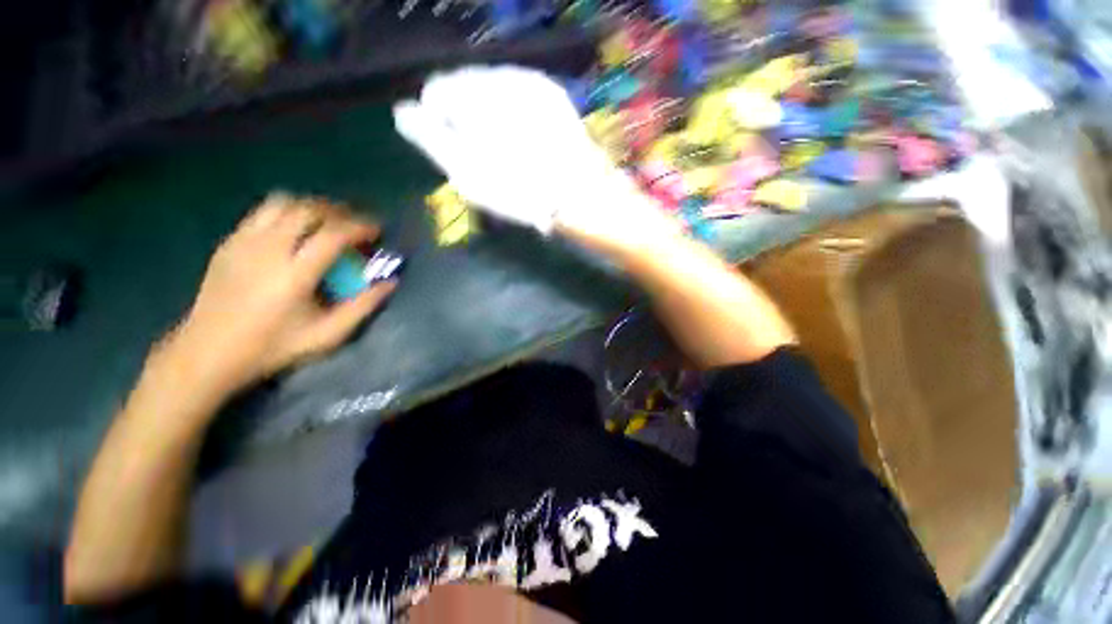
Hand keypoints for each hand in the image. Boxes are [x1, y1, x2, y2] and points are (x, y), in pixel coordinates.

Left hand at [155, 194, 394, 399]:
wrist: (208, 353)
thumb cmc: (273, 347)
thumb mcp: (327, 335)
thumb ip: (362, 307)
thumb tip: (390, 283)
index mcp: (294, 274)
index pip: (333, 234)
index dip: (360, 227)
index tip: (376, 231)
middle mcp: (267, 250)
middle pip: (308, 210)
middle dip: (338, 212)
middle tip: (355, 224)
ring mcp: (243, 243)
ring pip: (282, 203)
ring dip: (311, 207)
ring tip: (327, 222)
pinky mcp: (229, 243)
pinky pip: (261, 213)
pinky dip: (286, 213)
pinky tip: (295, 230)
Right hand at [394, 65, 663, 239]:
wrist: (589, 203)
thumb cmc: (528, 195)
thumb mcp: (470, 173)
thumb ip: (432, 137)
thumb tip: (404, 110)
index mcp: (484, 92)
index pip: (440, 90)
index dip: (441, 125)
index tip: (457, 156)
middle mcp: (511, 78)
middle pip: (468, 91)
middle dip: (466, 124)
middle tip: (485, 164)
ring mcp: (538, 88)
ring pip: (493, 98)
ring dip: (490, 125)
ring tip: (505, 161)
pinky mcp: (556, 103)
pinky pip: (519, 106)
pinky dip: (512, 126)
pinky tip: (523, 151)